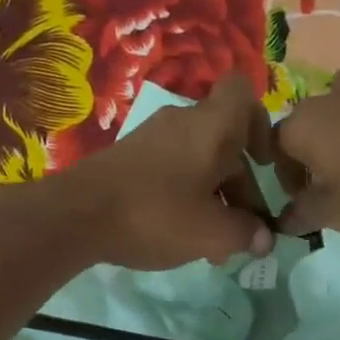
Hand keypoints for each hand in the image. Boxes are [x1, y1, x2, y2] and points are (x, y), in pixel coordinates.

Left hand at [45, 73, 276, 270]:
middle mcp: (182, 122)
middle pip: (224, 143)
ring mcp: (151, 138)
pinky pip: (171, 170)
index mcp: (211, 126)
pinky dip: (184, 196)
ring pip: (198, 161)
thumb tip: (263, 238)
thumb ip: (245, 233)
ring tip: (212, 245)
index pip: (242, 94)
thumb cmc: (155, 214)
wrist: (76, 215)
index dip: (261, 124)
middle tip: (242, 231)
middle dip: (240, 186)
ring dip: (213, 197)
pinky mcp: (128, 158)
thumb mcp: (211, 233)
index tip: (263, 163)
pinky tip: (179, 234)